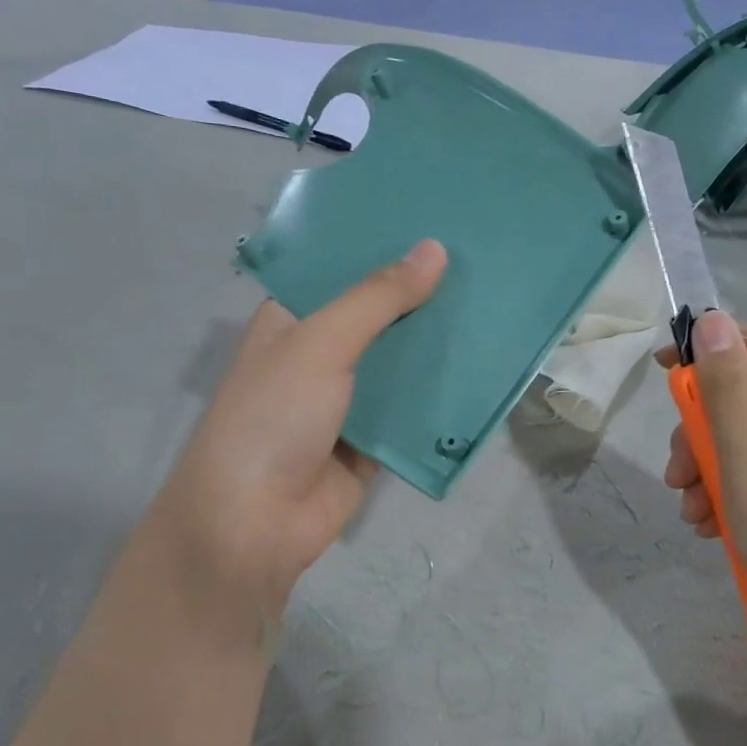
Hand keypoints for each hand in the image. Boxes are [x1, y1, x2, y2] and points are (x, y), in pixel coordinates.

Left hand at [153, 240, 447, 637]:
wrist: (255, 522)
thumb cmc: (274, 416)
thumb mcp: (321, 344)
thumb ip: (377, 299)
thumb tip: (435, 249)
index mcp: (291, 322)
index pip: (340, 272)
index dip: (382, 249)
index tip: (435, 223)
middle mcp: (317, 357)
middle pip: (376, 319)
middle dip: (420, 298)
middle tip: (480, 262)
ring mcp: (345, 403)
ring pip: (398, 366)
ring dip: (436, 347)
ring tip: (492, 306)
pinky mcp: (370, 444)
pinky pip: (410, 413)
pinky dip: (439, 399)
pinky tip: (483, 371)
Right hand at [659, 311, 746, 654]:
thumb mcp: (746, 457)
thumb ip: (725, 386)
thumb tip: (713, 321)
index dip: (708, 349)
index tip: (659, 371)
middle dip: (703, 433)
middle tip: (675, 476)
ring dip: (711, 469)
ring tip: (692, 514)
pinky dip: (734, 492)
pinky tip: (714, 528)